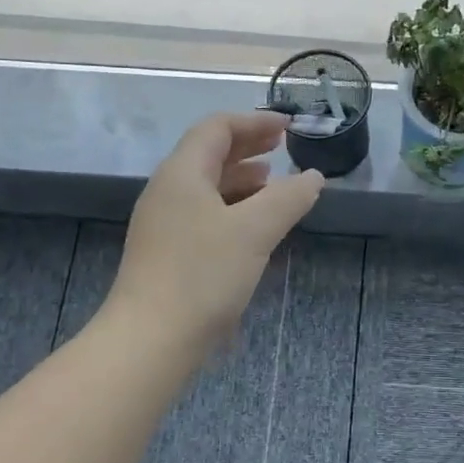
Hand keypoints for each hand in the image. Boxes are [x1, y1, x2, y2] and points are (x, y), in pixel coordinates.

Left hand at [107, 113, 325, 352]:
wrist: (150, 340)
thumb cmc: (203, 275)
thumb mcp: (255, 231)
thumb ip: (288, 198)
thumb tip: (313, 177)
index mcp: (182, 173)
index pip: (217, 128)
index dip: (254, 121)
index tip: (289, 127)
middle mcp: (167, 191)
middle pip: (208, 153)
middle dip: (248, 145)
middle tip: (283, 147)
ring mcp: (164, 223)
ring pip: (206, 185)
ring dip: (241, 177)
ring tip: (273, 183)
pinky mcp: (167, 252)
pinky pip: (203, 212)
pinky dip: (232, 206)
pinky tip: (252, 225)